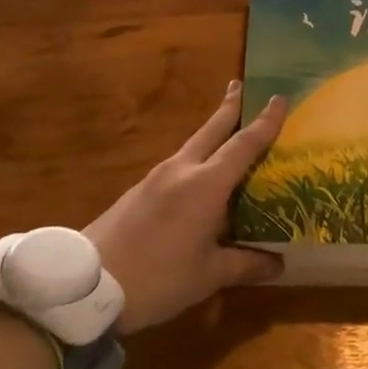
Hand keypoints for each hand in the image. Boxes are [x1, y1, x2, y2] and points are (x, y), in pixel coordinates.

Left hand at [83, 82, 285, 333]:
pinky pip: (178, 164)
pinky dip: (197, 159)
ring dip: (213, 133)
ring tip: (227, 133)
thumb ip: (245, 264)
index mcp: (206, 185)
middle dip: (229, 107)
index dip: (265, 122)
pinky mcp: (140, 191)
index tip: (280, 98)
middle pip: (212, 130)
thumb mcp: (208, 275)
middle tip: (241, 84)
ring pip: (193, 145)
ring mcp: (157, 178)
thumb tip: (278, 263)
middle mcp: (183, 170)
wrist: (87, 284)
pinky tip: (199, 177)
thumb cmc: (158, 277)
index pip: (243, 144)